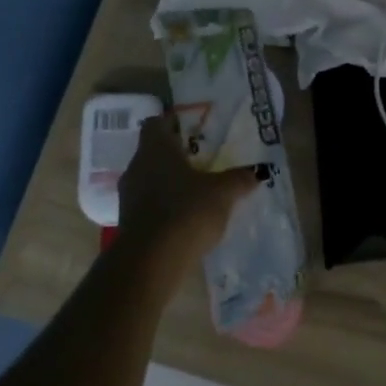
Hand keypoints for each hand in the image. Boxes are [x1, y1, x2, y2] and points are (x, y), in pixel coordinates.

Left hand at [115, 113, 259, 273]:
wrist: (150, 261)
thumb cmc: (186, 211)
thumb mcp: (222, 193)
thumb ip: (238, 179)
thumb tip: (256, 172)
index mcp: (156, 149)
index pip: (156, 123)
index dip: (173, 123)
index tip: (192, 129)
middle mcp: (137, 166)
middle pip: (153, 152)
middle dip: (175, 155)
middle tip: (202, 160)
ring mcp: (129, 195)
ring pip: (150, 179)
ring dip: (169, 182)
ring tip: (197, 190)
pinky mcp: (129, 222)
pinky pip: (149, 204)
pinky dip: (165, 206)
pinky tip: (185, 217)